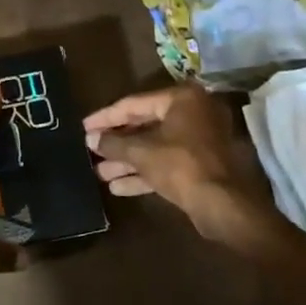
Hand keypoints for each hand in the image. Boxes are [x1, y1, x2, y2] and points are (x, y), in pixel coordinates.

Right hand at [82, 84, 278, 243]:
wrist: (222, 204)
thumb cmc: (181, 165)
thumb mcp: (141, 152)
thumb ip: (114, 143)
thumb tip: (91, 139)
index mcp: (181, 100)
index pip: (134, 104)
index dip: (106, 117)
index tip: (83, 126)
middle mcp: (192, 114)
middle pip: (144, 125)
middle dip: (116, 142)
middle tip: (90, 149)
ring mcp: (198, 141)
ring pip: (154, 147)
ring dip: (126, 160)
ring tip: (98, 172)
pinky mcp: (199, 165)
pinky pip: (165, 163)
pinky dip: (143, 172)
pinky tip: (117, 187)